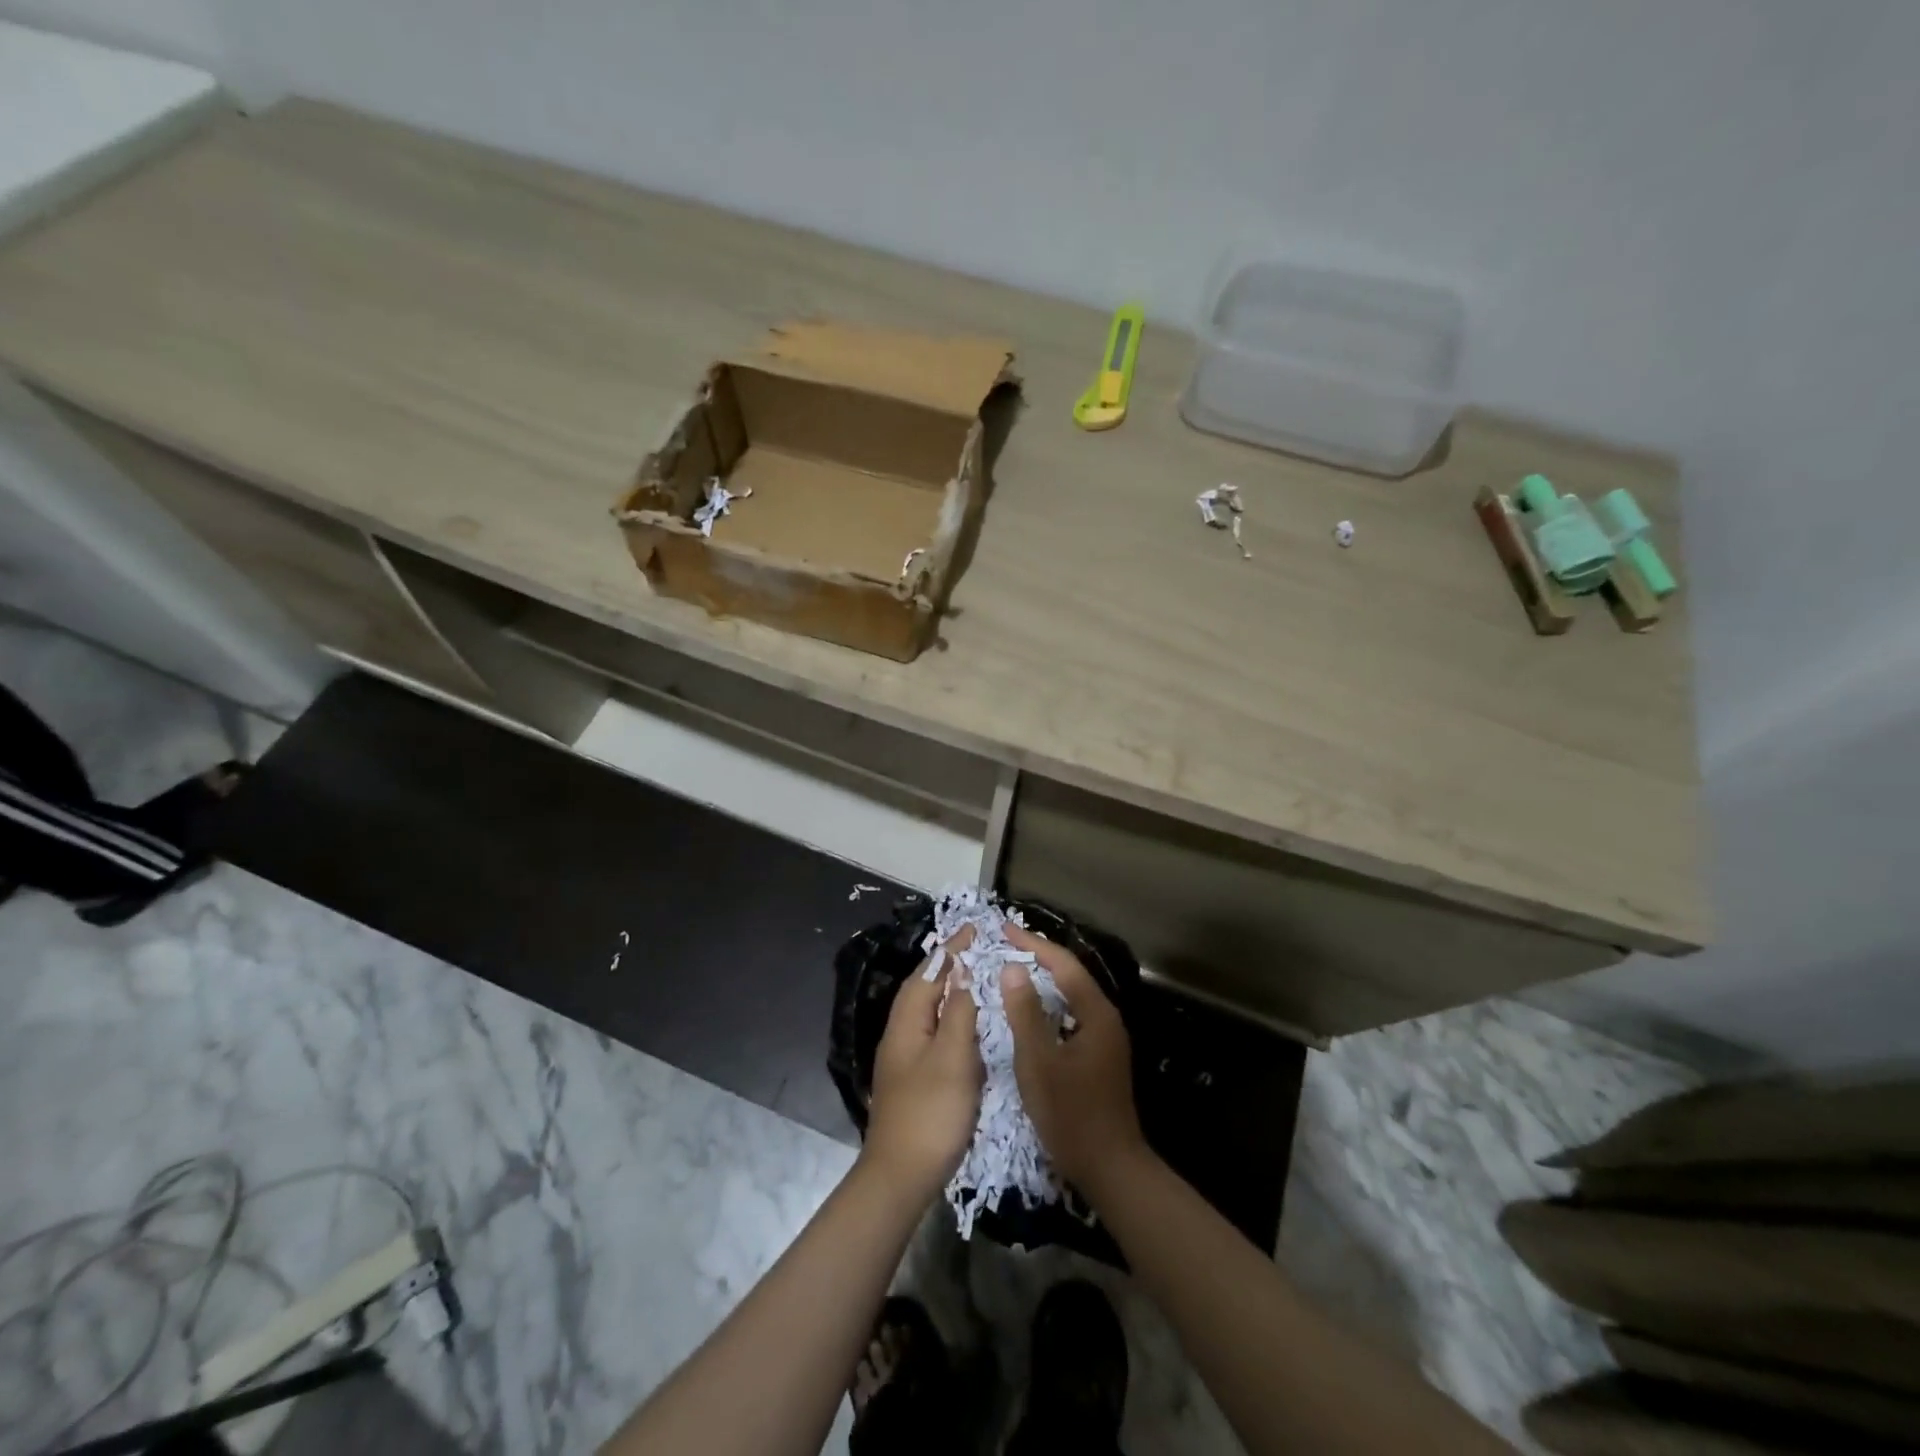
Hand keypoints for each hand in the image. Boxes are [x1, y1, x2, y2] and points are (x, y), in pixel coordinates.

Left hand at [862, 945, 982, 1203]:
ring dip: (946, 989)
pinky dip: (948, 1016)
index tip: (972, 927)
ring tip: (971, 976)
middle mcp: (900, 1033)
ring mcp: (903, 1058)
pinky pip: (931, 1031)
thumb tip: (962, 974)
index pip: (929, 973)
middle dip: (945, 964)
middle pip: (921, 988)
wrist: (900, 1176)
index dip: (950, 950)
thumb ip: (959, 1013)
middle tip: (973, 947)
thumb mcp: (953, 1058)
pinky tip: (964, 1026)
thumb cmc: (930, 1112)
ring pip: (925, 1010)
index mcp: (907, 1023)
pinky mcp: (911, 1079)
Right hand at [1001, 925, 1146, 1194]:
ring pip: (1072, 996)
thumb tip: (1012, 968)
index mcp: (1096, 1014)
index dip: (1033, 945)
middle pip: (1071, 976)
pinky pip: (1072, 1015)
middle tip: (1006, 946)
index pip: (1063, 964)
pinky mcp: (1100, 1056)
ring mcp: (1106, 1038)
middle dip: (1039, 957)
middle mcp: (1106, 1018)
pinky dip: (1050, 1004)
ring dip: (1044, 980)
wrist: (1110, 1168)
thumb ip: (1025, 1013)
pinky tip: (1031, 1012)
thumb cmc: (1071, 1114)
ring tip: (1014, 970)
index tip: (1004, 930)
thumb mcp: (1039, 1062)